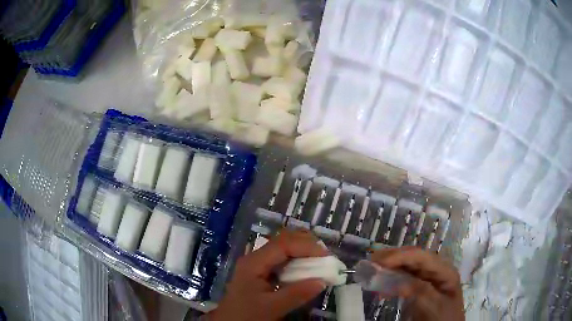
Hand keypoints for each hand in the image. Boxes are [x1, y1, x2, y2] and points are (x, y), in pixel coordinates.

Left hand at [207, 230, 328, 320]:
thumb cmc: (247, 314)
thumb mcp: (272, 308)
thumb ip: (297, 294)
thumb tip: (322, 281)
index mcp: (254, 262)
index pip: (283, 245)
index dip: (306, 246)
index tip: (326, 256)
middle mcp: (255, 257)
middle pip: (282, 240)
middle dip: (305, 243)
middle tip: (325, 255)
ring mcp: (257, 263)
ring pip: (282, 247)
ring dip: (302, 250)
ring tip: (319, 259)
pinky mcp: (261, 271)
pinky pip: (282, 258)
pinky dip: (297, 259)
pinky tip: (306, 267)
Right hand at [370, 247, 463, 320]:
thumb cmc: (442, 317)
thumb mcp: (432, 305)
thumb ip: (418, 291)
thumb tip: (398, 280)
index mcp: (444, 270)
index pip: (420, 257)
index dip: (399, 256)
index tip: (378, 262)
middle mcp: (437, 269)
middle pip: (414, 258)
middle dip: (393, 257)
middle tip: (371, 260)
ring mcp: (429, 278)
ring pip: (409, 266)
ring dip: (391, 266)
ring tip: (373, 268)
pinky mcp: (422, 286)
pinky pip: (406, 278)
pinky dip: (393, 279)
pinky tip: (382, 284)